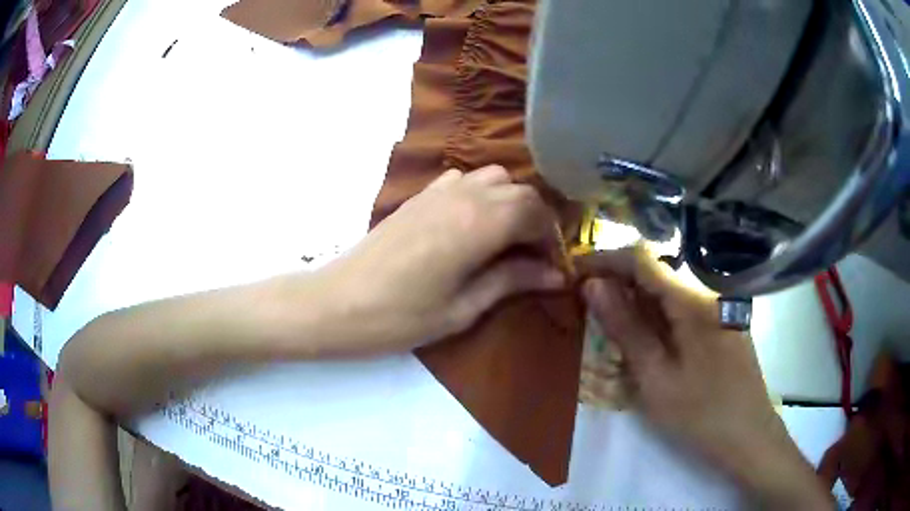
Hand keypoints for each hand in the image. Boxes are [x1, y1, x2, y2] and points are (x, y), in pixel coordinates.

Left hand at [315, 165, 564, 352]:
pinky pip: (463, 179)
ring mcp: (437, 191)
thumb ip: (511, 281)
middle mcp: (463, 196)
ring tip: (506, 239)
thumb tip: (555, 275)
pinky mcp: (418, 196)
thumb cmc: (399, 317)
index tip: (550, 267)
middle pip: (519, 190)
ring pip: (493, 177)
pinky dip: (480, 194)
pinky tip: (471, 225)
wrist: (336, 303)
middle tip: (533, 257)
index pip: (535, 211)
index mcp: (478, 224)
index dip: (551, 237)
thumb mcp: (462, 309)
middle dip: (536, 219)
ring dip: (510, 202)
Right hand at [580, 248, 831, 508]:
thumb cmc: (701, 414)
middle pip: (656, 270)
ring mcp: (716, 306)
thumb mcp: (655, 377)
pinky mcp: (719, 322)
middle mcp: (707, 292)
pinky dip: (654, 313)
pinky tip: (641, 333)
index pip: (642, 258)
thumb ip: (625, 328)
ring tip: (605, 317)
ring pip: (667, 288)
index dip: (604, 258)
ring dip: (634, 297)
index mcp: (692, 300)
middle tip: (583, 300)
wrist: (749, 436)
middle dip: (616, 278)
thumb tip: (592, 286)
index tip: (573, 272)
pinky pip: (681, 305)